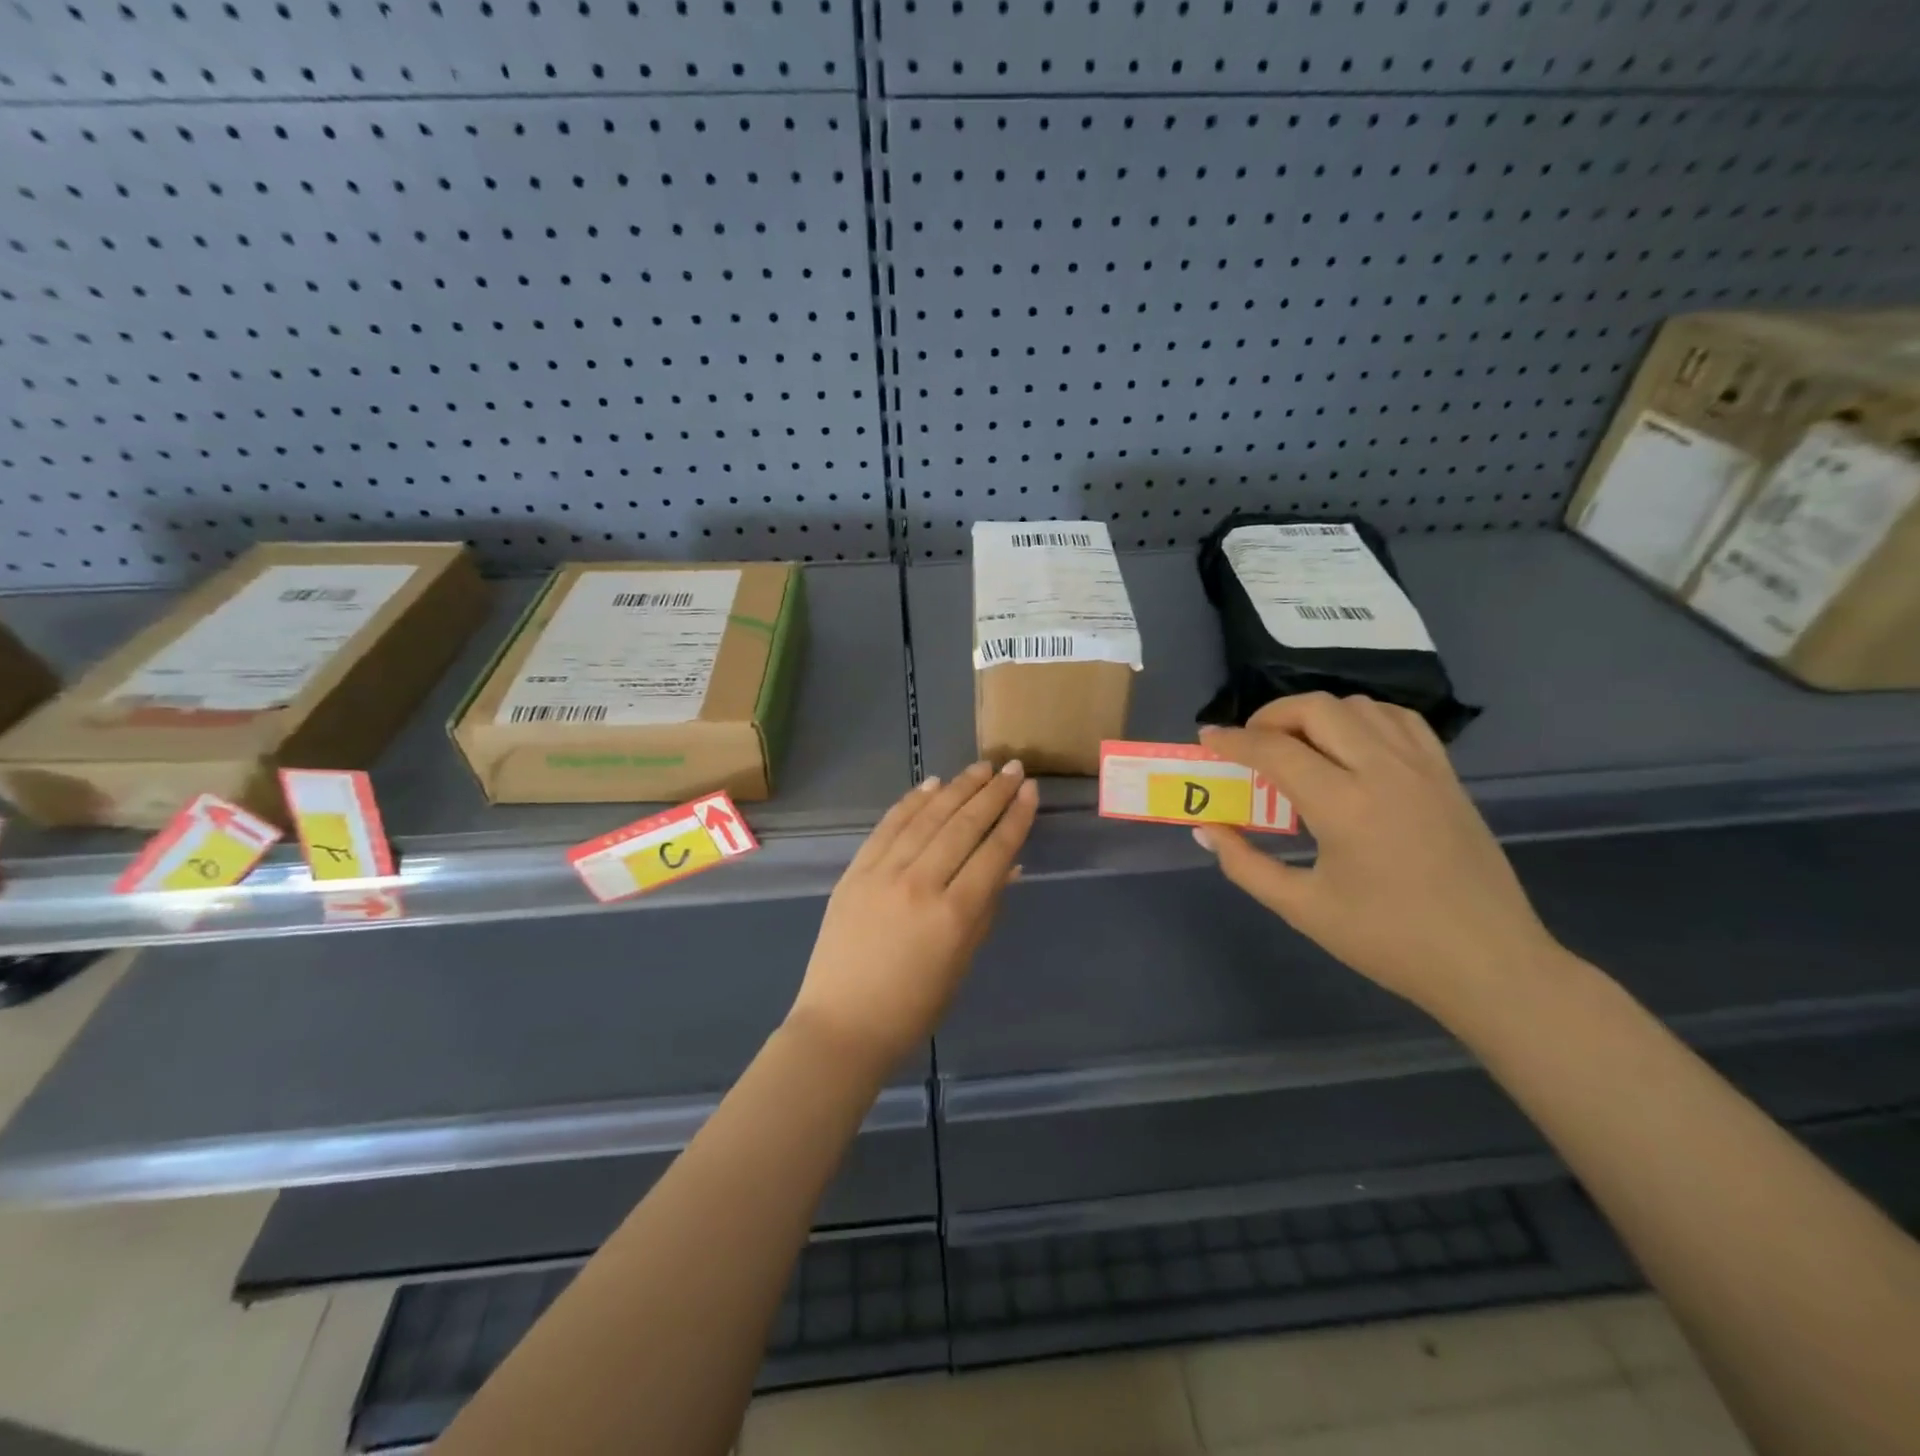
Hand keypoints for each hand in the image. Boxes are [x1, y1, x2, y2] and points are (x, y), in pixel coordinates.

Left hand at [786, 760, 1037, 1075]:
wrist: (842, 1024)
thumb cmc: (913, 1007)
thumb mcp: (962, 962)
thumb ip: (986, 909)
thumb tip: (1010, 865)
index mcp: (954, 914)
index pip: (994, 852)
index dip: (1015, 818)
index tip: (1030, 791)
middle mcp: (920, 884)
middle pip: (963, 826)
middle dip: (992, 793)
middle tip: (1013, 768)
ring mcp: (883, 873)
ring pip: (927, 818)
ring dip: (957, 788)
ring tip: (981, 767)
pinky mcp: (855, 872)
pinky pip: (888, 827)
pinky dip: (912, 802)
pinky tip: (932, 784)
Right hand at [1194, 693, 1563, 1018]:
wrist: (1488, 963)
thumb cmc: (1388, 941)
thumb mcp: (1302, 908)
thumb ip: (1245, 864)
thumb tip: (1207, 831)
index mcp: (1343, 805)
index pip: (1274, 750)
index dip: (1232, 741)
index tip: (1206, 738)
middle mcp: (1383, 771)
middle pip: (1317, 709)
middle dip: (1271, 716)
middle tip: (1250, 743)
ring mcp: (1422, 768)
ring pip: (1359, 705)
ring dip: (1316, 714)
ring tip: (1296, 744)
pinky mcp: (1446, 775)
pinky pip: (1399, 720)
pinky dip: (1363, 718)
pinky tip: (1349, 746)